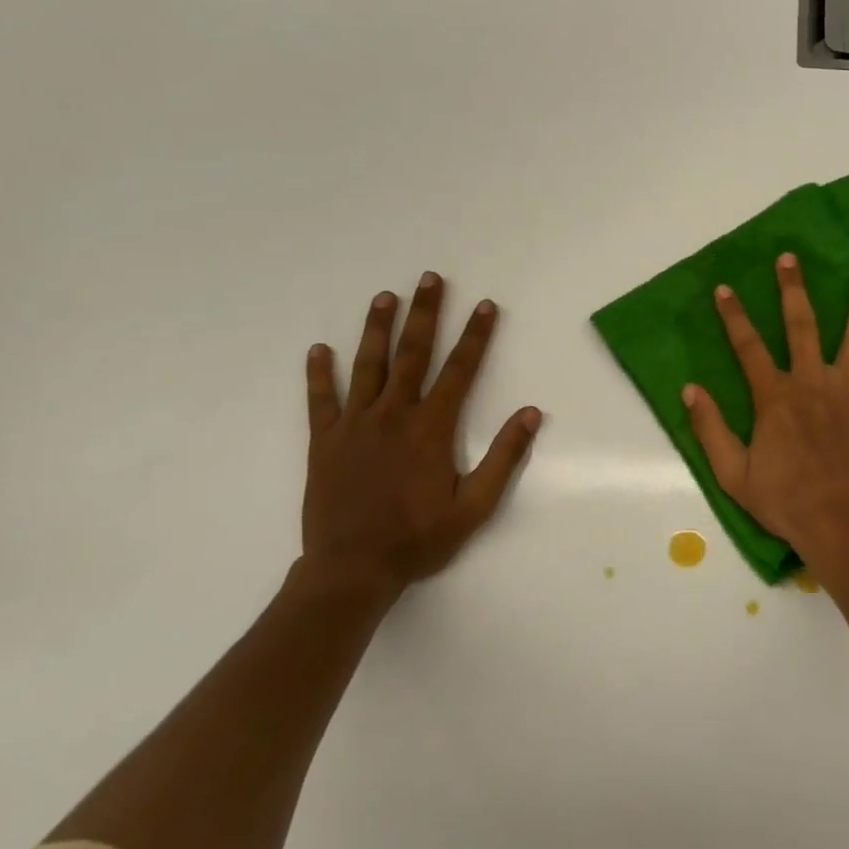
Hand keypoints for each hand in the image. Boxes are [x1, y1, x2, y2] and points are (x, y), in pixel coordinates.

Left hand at [300, 273, 541, 598]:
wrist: (352, 570)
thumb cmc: (419, 538)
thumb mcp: (475, 505)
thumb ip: (504, 457)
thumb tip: (530, 413)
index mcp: (432, 428)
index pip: (460, 370)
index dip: (476, 336)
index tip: (485, 306)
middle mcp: (394, 415)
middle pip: (413, 354)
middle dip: (425, 313)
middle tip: (430, 278)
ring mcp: (355, 425)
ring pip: (367, 366)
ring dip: (377, 329)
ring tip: (384, 296)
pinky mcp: (324, 442)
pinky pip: (320, 400)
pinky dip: (318, 374)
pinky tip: (318, 350)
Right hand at [682, 253, 848, 569]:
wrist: (840, 523)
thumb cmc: (784, 500)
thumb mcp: (733, 472)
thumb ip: (710, 428)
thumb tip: (690, 388)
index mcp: (776, 396)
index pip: (748, 346)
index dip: (734, 316)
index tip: (725, 288)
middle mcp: (813, 382)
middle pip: (802, 325)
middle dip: (793, 289)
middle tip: (790, 258)